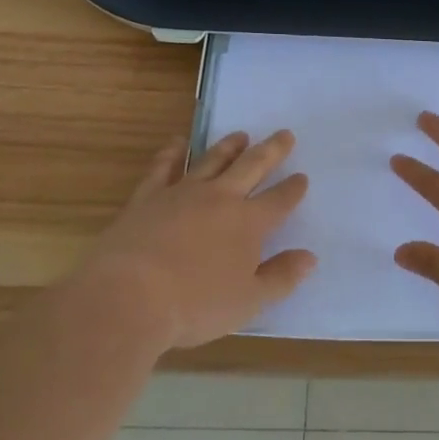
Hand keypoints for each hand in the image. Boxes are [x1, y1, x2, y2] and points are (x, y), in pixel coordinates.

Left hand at [85, 130, 315, 348]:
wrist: (129, 295)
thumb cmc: (195, 305)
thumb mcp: (248, 302)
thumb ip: (281, 278)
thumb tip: (310, 257)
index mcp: (248, 224)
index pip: (279, 201)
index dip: (293, 189)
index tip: (302, 177)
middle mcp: (220, 199)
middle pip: (252, 167)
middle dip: (271, 151)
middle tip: (284, 134)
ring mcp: (182, 193)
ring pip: (212, 160)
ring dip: (229, 146)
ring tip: (240, 135)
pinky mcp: (148, 196)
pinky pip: (164, 167)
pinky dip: (172, 152)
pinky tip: (178, 143)